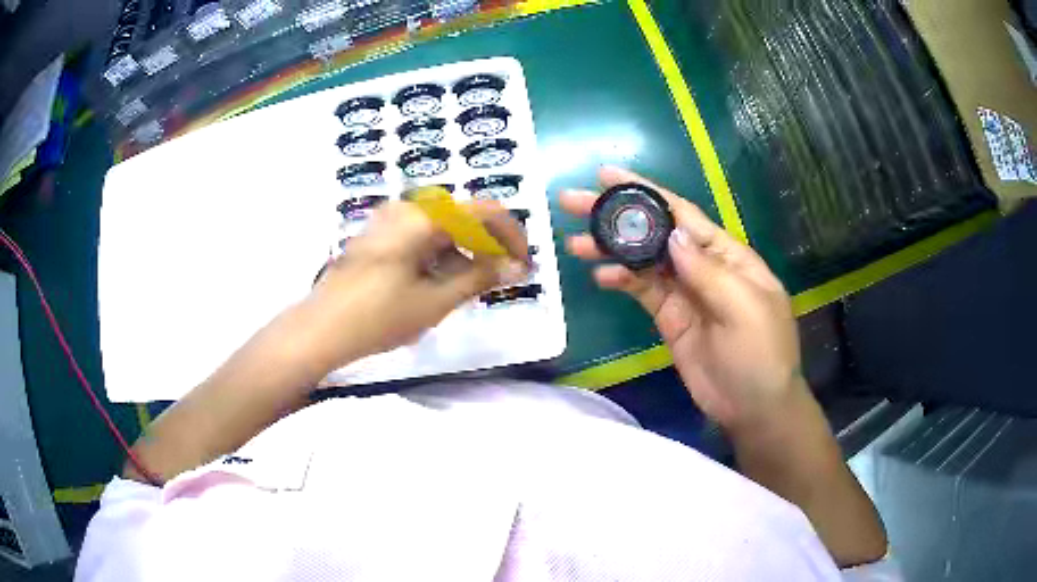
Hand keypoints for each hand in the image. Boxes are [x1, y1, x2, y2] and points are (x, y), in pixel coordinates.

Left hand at [301, 200, 529, 371]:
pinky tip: (439, 285)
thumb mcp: (436, 300)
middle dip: (487, 247)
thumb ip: (481, 278)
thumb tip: (517, 267)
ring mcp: (387, 222)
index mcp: (423, 217)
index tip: (524, 264)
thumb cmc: (378, 317)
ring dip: (463, 253)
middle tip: (500, 280)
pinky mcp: (376, 238)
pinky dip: (438, 257)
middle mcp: (405, 209)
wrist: (319, 330)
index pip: (484, 211)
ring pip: (441, 229)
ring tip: (470, 289)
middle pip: (462, 218)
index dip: (511, 235)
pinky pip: (419, 238)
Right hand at [561, 167, 804, 433]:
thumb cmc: (761, 353)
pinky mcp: (669, 318)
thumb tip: (673, 235)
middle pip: (654, 232)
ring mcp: (683, 292)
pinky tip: (600, 276)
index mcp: (726, 254)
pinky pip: (641, 291)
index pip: (681, 213)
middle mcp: (702, 266)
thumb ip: (708, 271)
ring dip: (610, 249)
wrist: (754, 407)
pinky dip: (620, 280)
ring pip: (642, 261)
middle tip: (573, 202)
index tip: (606, 175)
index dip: (644, 192)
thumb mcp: (743, 307)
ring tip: (575, 242)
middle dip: (616, 216)